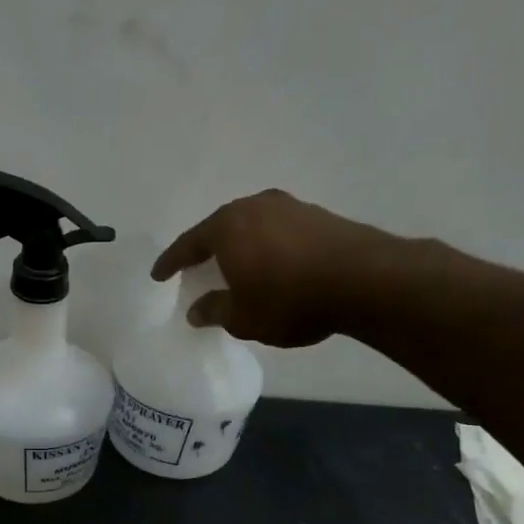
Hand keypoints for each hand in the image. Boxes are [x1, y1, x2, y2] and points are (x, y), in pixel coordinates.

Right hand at [152, 189, 405, 345]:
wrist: (365, 280)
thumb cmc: (290, 300)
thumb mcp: (243, 317)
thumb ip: (215, 310)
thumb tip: (196, 310)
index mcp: (228, 227)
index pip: (189, 243)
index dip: (171, 262)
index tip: (158, 274)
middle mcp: (255, 207)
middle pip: (220, 227)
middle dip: (206, 248)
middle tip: (196, 268)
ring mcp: (290, 207)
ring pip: (252, 225)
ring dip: (240, 245)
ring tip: (235, 266)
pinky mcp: (319, 215)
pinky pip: (278, 230)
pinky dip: (268, 246)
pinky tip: (273, 265)